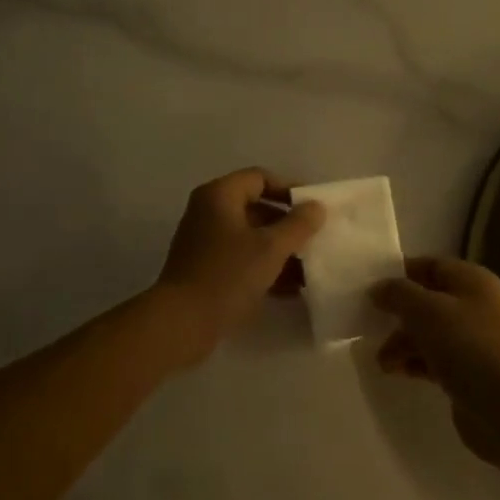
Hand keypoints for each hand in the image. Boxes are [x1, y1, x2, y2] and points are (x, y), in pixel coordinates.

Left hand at [152, 168, 325, 366]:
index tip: (313, 209)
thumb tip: (316, 207)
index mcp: (219, 196)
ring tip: (309, 269)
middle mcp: (208, 212)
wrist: (182, 322)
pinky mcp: (206, 269)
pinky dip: (264, 268)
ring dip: (280, 251)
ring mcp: (205, 242)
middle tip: (315, 240)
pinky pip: (242, 259)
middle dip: (288, 225)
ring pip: (251, 237)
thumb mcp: (270, 248)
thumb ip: (298, 225)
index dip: (289, 189)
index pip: (260, 178)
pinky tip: (291, 289)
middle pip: (256, 208)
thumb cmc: (228, 275)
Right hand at [372, 257, 499, 466]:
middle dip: (398, 313)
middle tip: (368, 324)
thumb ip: (398, 294)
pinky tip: (397, 372)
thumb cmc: (467, 347)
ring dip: (402, 342)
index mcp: (472, 281)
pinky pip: (434, 358)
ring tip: (382, 361)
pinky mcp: (468, 371)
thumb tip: (378, 289)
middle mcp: (475, 306)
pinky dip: (414, 362)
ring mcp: (473, 340)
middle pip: (427, 300)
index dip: (400, 273)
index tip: (369, 287)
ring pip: (428, 332)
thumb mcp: (426, 311)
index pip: (430, 266)